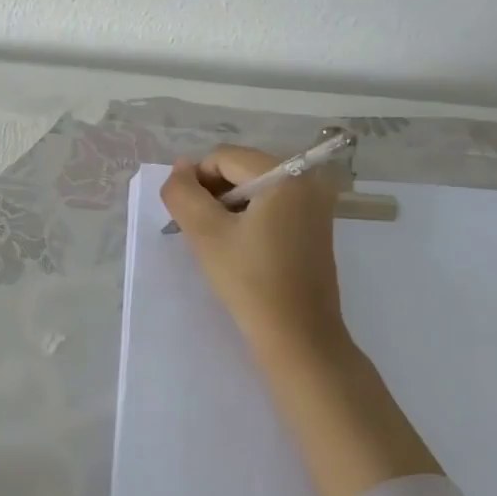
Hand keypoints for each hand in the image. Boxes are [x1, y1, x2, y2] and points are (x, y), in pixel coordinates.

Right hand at [159, 145, 346, 355]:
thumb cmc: (250, 282)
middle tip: (203, 235)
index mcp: (286, 174)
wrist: (299, 338)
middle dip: (214, 196)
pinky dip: (250, 219)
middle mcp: (307, 180)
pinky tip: (242, 251)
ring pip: (254, 189)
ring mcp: (315, 204)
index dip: (196, 183)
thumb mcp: (205, 233)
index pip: (222, 157)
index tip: (189, 220)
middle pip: (241, 169)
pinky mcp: (316, 227)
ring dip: (229, 209)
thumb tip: (180, 167)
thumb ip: (182, 192)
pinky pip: (272, 206)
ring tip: (221, 245)